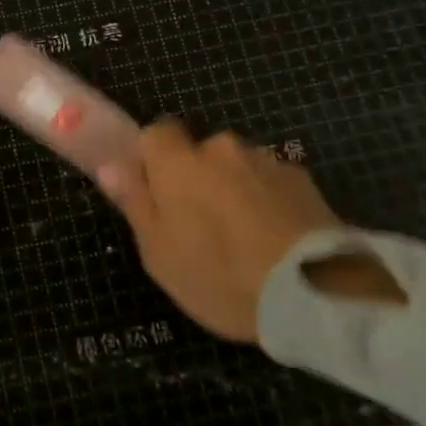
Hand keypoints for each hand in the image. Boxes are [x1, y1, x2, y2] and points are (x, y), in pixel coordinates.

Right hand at [97, 121, 399, 341]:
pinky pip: (272, 184)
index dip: (153, 159)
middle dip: (197, 177)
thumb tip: (112, 167)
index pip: (155, 132)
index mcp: (178, 162)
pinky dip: (269, 202)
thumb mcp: (159, 254)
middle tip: (200, 225)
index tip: (157, 192)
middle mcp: (222, 149)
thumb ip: (135, 204)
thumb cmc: (219, 276)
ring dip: (235, 190)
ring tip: (246, 239)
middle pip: (199, 152)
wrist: (313, 293)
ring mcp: (267, 162)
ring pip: (238, 168)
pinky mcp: (305, 181)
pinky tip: (276, 241)